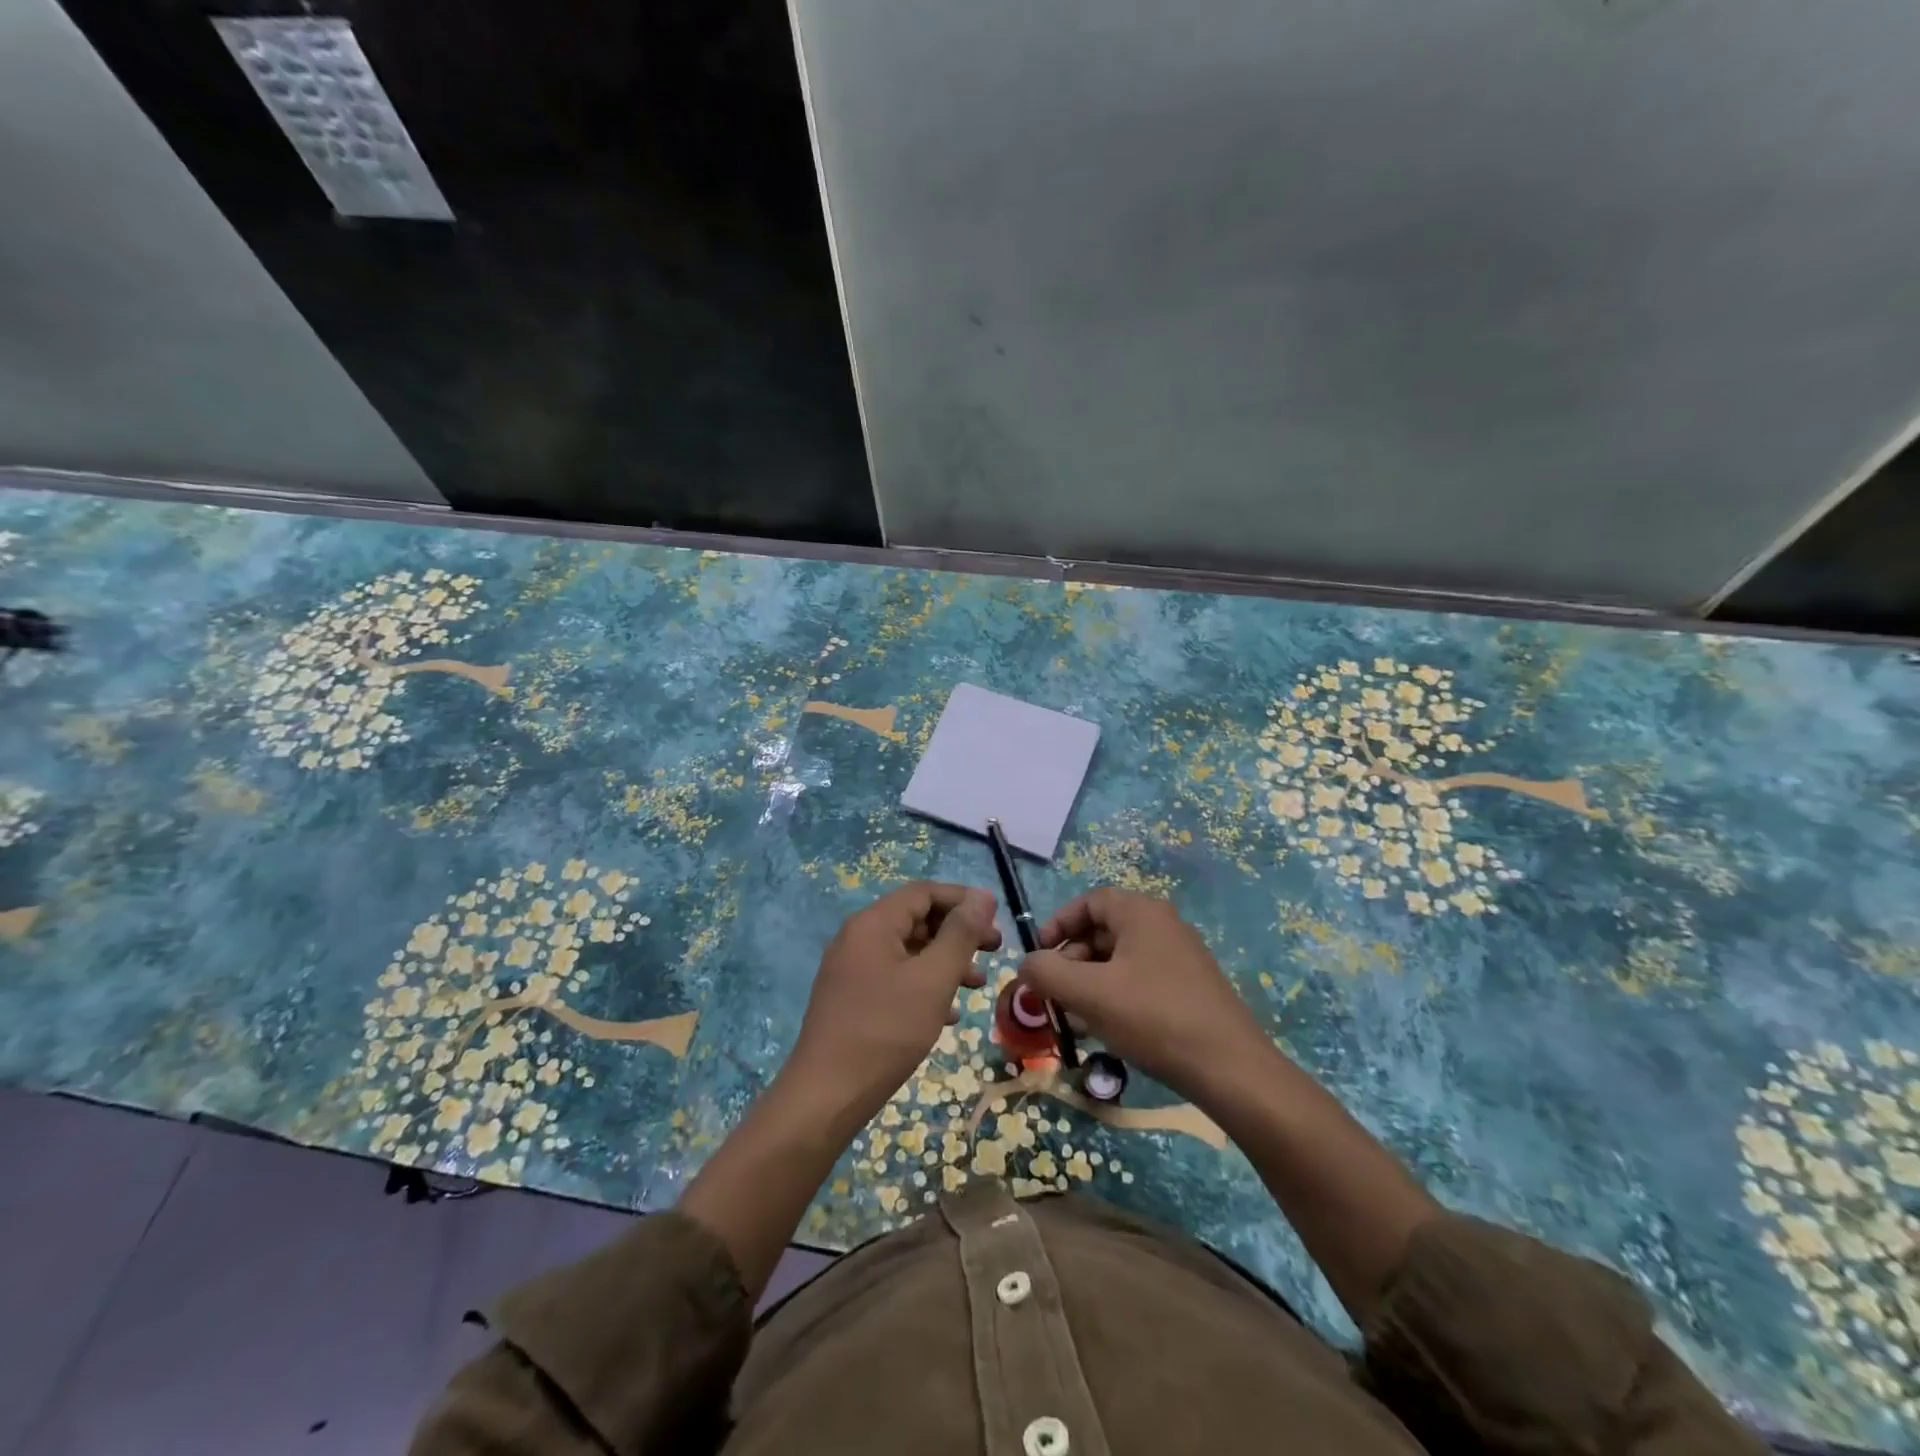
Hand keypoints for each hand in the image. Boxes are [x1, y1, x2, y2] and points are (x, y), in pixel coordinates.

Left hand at [784, 882, 1000, 1125]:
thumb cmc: (885, 1031)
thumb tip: (982, 896)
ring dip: (945, 961)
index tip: (996, 919)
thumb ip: (960, 934)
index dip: (963, 899)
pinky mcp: (850, 999)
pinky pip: (894, 978)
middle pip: (916, 919)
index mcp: (873, 924)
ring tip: (977, 983)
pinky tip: (948, 1013)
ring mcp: (851, 969)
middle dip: (957, 932)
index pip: (924, 892)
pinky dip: (924, 985)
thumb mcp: (933, 979)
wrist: (825, 1096)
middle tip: (994, 950)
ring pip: (907, 951)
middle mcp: (858, 938)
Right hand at [1019, 888, 1268, 1103]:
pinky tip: (1106, 1030)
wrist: (1229, 1069)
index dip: (1058, 924)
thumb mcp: (1088, 993)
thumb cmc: (1153, 1017)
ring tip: (1076, 1017)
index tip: (1039, 955)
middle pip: (1103, 930)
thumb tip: (1026, 964)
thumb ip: (1046, 972)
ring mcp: (1180, 957)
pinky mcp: (1190, 988)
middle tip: (1055, 993)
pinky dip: (1115, 997)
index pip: (1090, 902)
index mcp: (1141, 913)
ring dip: (1090, 982)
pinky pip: (1140, 980)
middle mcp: (1163, 925)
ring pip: (1120, 960)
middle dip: (1072, 960)